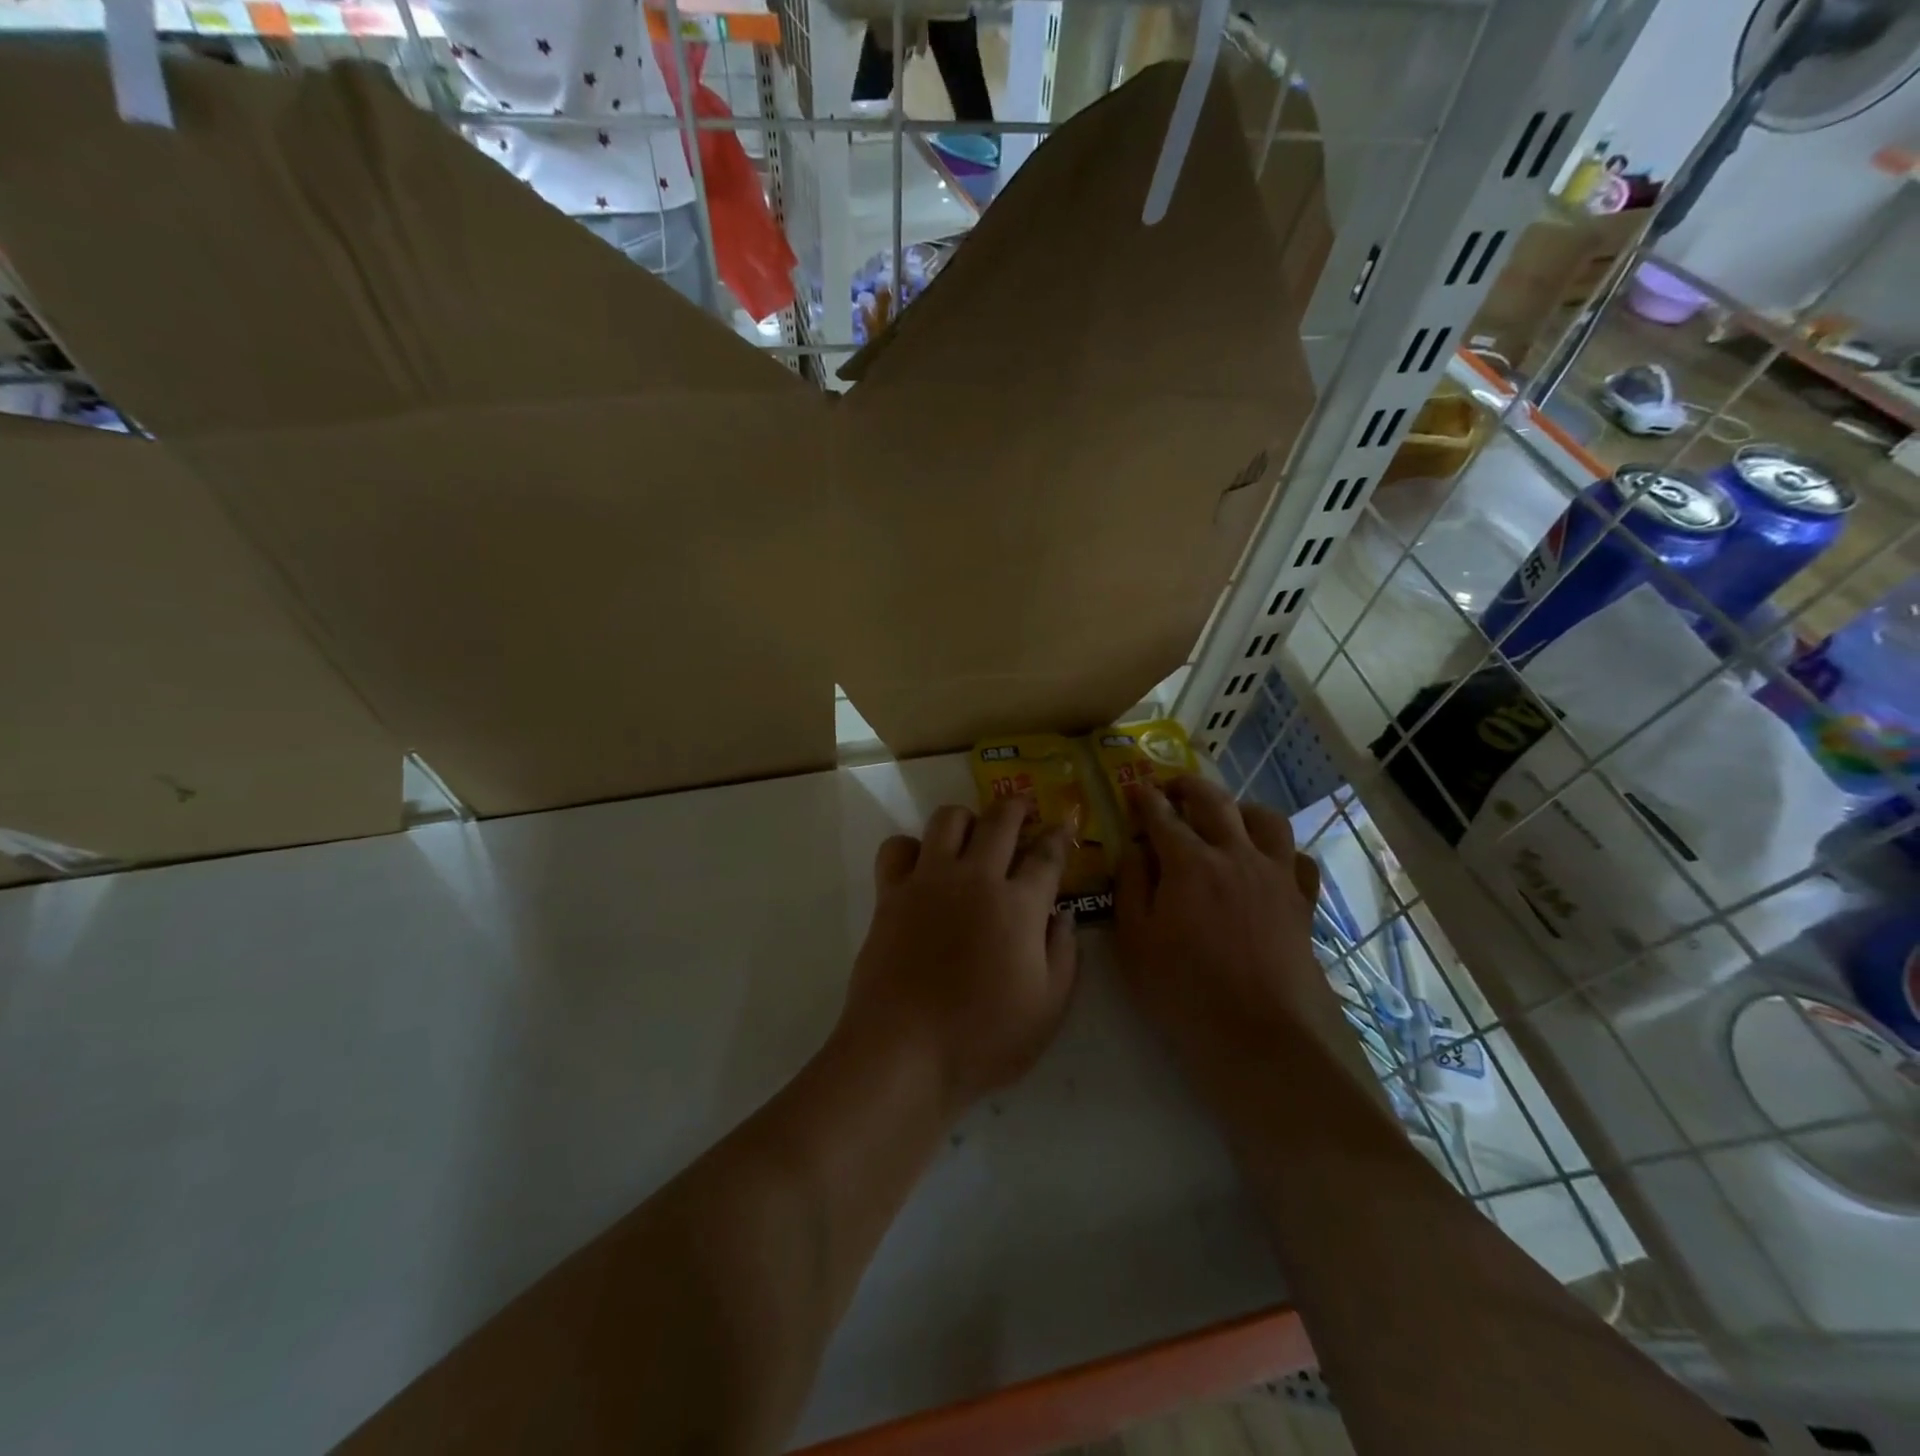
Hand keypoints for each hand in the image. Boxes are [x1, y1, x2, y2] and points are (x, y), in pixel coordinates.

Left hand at [840, 798, 1077, 1113]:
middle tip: (1024, 810)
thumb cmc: (983, 1038)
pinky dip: (912, 846)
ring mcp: (929, 880)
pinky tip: (922, 863)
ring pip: (948, 819)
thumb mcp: (1048, 1010)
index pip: (1047, 855)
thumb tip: (1062, 915)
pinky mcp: (891, 892)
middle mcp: (975, 878)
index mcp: (1019, 905)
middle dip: (1018, 807)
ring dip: (967, 818)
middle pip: (1000, 820)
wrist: (904, 1050)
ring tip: (974, 832)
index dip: (1061, 836)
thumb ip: (1063, 955)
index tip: (1067, 825)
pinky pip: (898, 847)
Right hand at [1114, 777, 1331, 1078]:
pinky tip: (1268, 861)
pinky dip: (1281, 850)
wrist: (1258, 1035)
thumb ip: (1131, 886)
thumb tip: (1135, 850)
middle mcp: (1236, 856)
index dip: (1145, 799)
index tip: (1133, 789)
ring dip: (1240, 808)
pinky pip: (1298, 859)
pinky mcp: (1300, 902)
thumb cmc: (1184, 990)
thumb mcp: (1135, 940)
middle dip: (1189, 787)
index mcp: (1190, 863)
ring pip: (1265, 819)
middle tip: (1172, 788)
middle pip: (1215, 802)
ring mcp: (1275, 877)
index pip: (1163, 816)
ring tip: (1225, 817)